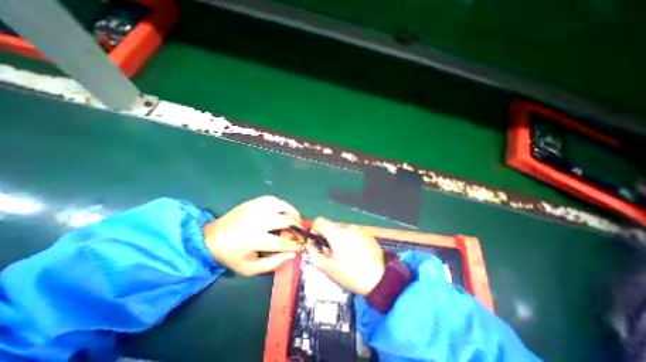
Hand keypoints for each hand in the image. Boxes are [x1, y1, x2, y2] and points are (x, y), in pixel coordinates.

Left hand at [204, 196, 305, 274]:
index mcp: (255, 239)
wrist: (212, 238)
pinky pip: (274, 199)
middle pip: (286, 220)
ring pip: (282, 206)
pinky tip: (284, 211)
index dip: (296, 244)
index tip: (302, 246)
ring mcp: (256, 208)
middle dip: (297, 227)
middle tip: (299, 232)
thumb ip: (273, 263)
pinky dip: (283, 205)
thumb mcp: (250, 268)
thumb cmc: (232, 255)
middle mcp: (258, 221)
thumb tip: (292, 254)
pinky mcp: (254, 202)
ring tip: (295, 219)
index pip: (283, 242)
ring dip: (293, 213)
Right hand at [304, 216, 381, 295]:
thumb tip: (310, 245)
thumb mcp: (328, 268)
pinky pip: (351, 232)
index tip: (317, 244)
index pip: (319, 221)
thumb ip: (314, 254)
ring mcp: (358, 229)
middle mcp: (347, 226)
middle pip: (330, 226)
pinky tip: (353, 253)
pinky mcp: (366, 233)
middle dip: (326, 237)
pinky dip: (347, 239)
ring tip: (343, 255)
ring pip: (340, 229)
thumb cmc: (351, 274)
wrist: (381, 279)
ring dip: (337, 239)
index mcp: (337, 232)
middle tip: (330, 254)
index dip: (314, 231)